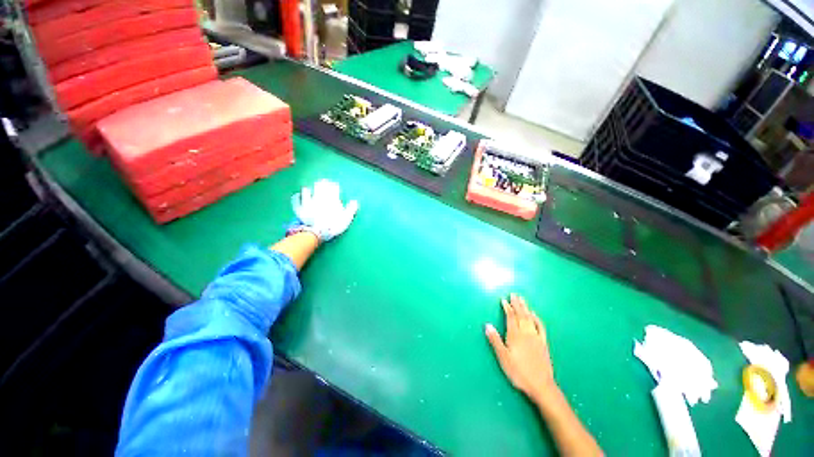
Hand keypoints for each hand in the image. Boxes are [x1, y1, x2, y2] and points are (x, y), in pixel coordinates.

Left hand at [290, 179, 358, 241]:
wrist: (317, 232)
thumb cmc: (333, 226)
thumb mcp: (346, 218)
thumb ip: (351, 209)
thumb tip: (355, 201)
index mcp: (331, 200)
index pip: (333, 189)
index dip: (334, 186)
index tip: (335, 185)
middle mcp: (319, 198)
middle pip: (320, 187)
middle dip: (322, 184)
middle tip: (323, 181)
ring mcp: (308, 203)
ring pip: (307, 191)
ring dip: (309, 189)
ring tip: (309, 188)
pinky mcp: (300, 209)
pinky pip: (296, 200)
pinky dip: (296, 197)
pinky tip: (296, 195)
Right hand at [486, 293, 556, 403]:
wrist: (541, 385)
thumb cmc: (518, 372)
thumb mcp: (503, 357)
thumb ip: (495, 340)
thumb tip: (487, 325)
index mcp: (515, 335)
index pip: (510, 317)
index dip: (507, 308)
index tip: (503, 300)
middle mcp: (526, 333)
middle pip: (521, 315)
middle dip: (517, 304)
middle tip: (514, 294)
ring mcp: (536, 337)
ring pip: (530, 318)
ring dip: (526, 308)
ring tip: (522, 299)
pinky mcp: (544, 343)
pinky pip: (540, 327)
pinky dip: (537, 318)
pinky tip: (535, 314)